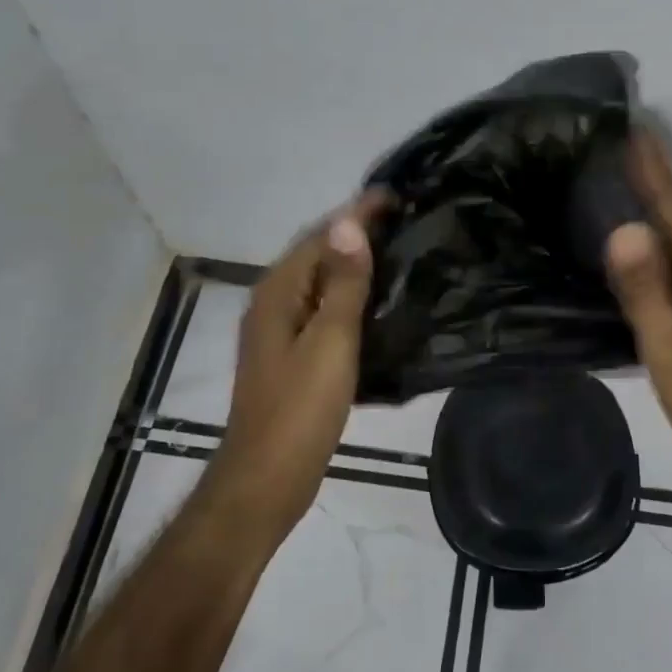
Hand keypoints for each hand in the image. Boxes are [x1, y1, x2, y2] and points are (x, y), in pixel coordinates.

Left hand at [211, 192, 388, 538]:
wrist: (267, 478)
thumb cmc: (300, 409)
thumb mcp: (329, 341)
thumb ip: (341, 283)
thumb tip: (349, 223)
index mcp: (278, 293)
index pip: (321, 236)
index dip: (357, 212)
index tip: (396, 193)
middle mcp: (273, 303)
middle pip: (317, 254)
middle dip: (356, 231)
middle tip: (404, 218)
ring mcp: (280, 331)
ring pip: (320, 282)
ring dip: (354, 262)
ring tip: (398, 251)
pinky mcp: (292, 356)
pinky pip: (323, 308)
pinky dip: (349, 294)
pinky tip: (377, 302)